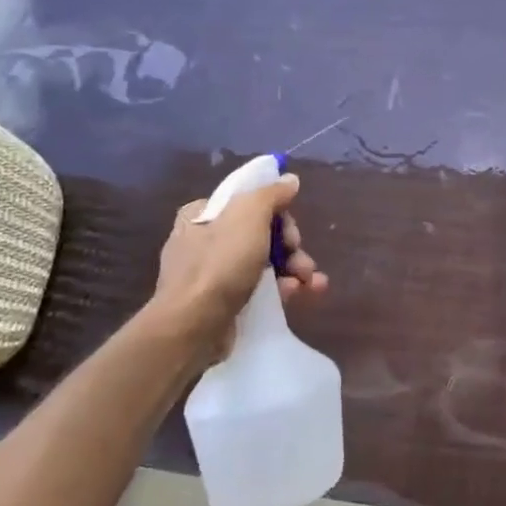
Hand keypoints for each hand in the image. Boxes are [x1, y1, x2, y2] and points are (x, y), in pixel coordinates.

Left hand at [145, 174, 328, 355]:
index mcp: (203, 214)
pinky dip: (283, 289)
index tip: (291, 228)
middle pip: (262, 233)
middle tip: (301, 257)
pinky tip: (301, 294)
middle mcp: (205, 241)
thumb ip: (271, 194)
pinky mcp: (224, 303)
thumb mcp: (249, 215)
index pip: (248, 202)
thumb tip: (289, 179)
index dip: (277, 212)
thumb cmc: (220, 263)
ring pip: (265, 262)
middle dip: (291, 246)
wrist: (193, 326)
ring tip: (311, 282)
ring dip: (294, 268)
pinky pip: (260, 289)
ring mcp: (213, 275)